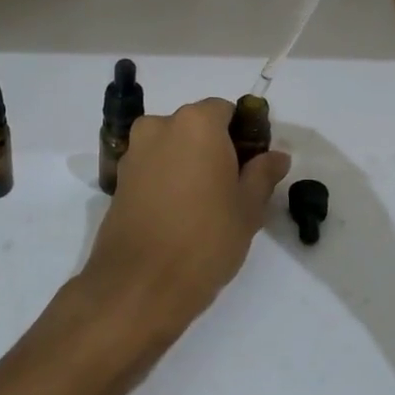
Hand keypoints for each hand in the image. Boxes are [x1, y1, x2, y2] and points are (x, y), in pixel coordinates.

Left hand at [73, 99, 290, 358]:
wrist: (140, 284)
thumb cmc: (205, 239)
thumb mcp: (248, 207)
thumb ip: (263, 173)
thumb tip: (276, 155)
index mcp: (196, 123)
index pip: (226, 110)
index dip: (244, 134)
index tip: (253, 166)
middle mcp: (159, 126)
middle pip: (196, 126)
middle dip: (215, 148)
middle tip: (233, 188)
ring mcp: (134, 152)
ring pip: (172, 147)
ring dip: (189, 163)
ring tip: (205, 205)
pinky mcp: (118, 180)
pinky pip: (153, 167)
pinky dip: (167, 179)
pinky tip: (179, 214)